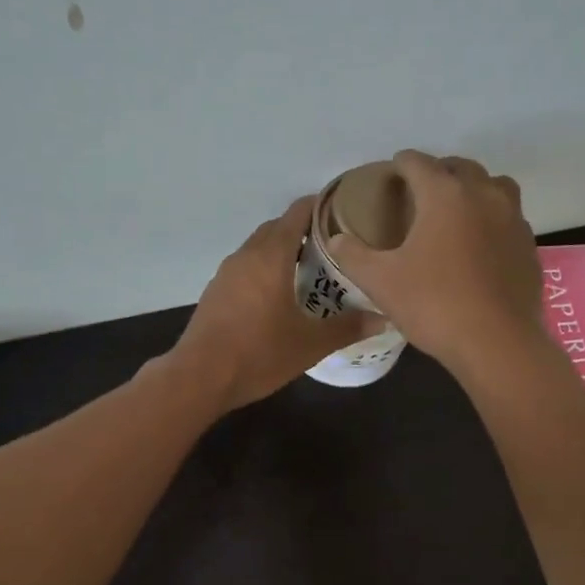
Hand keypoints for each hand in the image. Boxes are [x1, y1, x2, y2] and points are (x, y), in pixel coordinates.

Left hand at [165, 195, 376, 411]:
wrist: (200, 377)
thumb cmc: (258, 354)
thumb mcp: (310, 344)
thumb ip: (347, 328)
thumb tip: (384, 319)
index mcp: (271, 256)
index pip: (298, 213)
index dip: (322, 207)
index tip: (347, 212)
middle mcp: (246, 255)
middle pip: (277, 228)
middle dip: (305, 231)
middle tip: (335, 247)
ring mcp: (226, 273)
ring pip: (258, 249)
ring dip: (282, 252)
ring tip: (310, 270)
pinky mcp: (215, 293)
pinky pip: (245, 269)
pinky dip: (264, 271)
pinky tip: (278, 296)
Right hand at [328, 150, 540, 372]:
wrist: (496, 343)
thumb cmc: (433, 305)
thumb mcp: (381, 282)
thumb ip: (353, 255)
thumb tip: (336, 240)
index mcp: (445, 195)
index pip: (419, 163)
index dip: (401, 163)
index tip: (391, 171)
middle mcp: (483, 195)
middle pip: (460, 168)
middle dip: (438, 172)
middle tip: (420, 190)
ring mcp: (513, 219)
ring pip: (494, 186)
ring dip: (472, 189)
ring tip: (455, 210)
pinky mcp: (528, 246)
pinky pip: (509, 218)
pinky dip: (492, 219)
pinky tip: (479, 244)